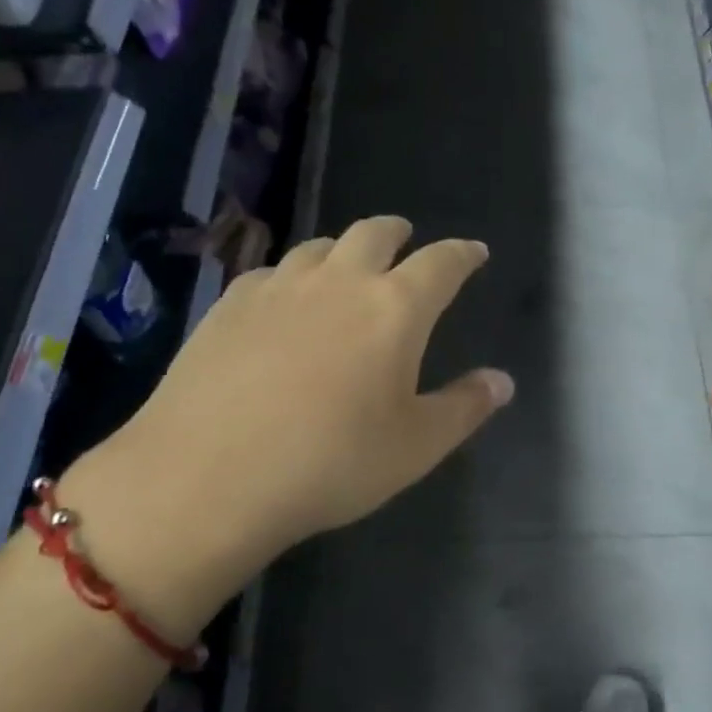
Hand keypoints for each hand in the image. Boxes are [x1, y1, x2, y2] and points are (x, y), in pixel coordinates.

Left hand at [61, 218, 511, 623]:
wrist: (210, 477)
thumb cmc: (331, 464)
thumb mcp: (415, 447)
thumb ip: (464, 408)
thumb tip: (502, 380)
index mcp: (394, 309)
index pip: (440, 264)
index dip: (462, 255)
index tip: (473, 252)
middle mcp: (337, 282)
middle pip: (373, 234)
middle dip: (398, 234)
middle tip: (407, 242)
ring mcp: (277, 288)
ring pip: (318, 247)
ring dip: (342, 250)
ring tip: (347, 268)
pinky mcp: (228, 306)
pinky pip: (271, 274)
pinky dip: (291, 277)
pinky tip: (283, 302)